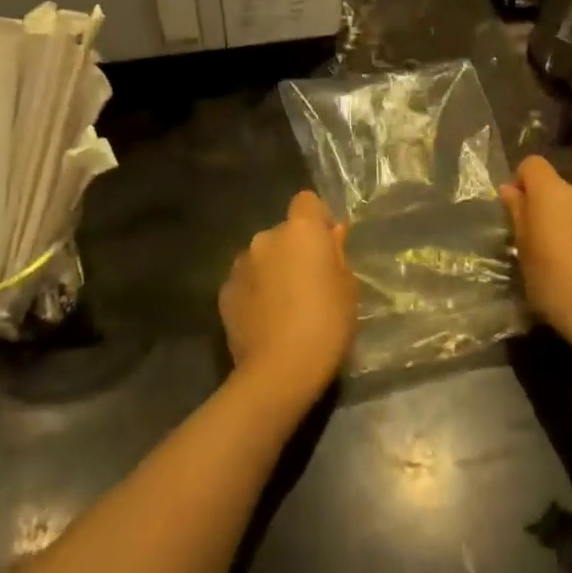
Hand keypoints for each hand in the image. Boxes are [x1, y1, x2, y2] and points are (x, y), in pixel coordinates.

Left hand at [219, 191, 356, 412]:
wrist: (279, 371)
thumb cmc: (326, 324)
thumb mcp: (347, 287)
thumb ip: (336, 254)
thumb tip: (331, 234)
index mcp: (300, 230)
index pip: (306, 201)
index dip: (317, 219)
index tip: (327, 245)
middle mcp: (266, 238)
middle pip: (283, 233)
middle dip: (295, 250)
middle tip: (309, 283)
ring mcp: (240, 264)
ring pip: (262, 257)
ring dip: (272, 270)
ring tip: (285, 306)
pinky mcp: (224, 292)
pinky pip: (246, 282)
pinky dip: (255, 292)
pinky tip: (266, 320)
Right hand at [500, 156, 571, 365]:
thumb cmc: (556, 284)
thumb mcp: (525, 253)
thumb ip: (518, 214)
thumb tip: (509, 189)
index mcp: (552, 193)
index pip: (532, 165)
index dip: (522, 182)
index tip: (518, 209)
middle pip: (560, 189)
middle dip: (551, 209)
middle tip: (545, 244)